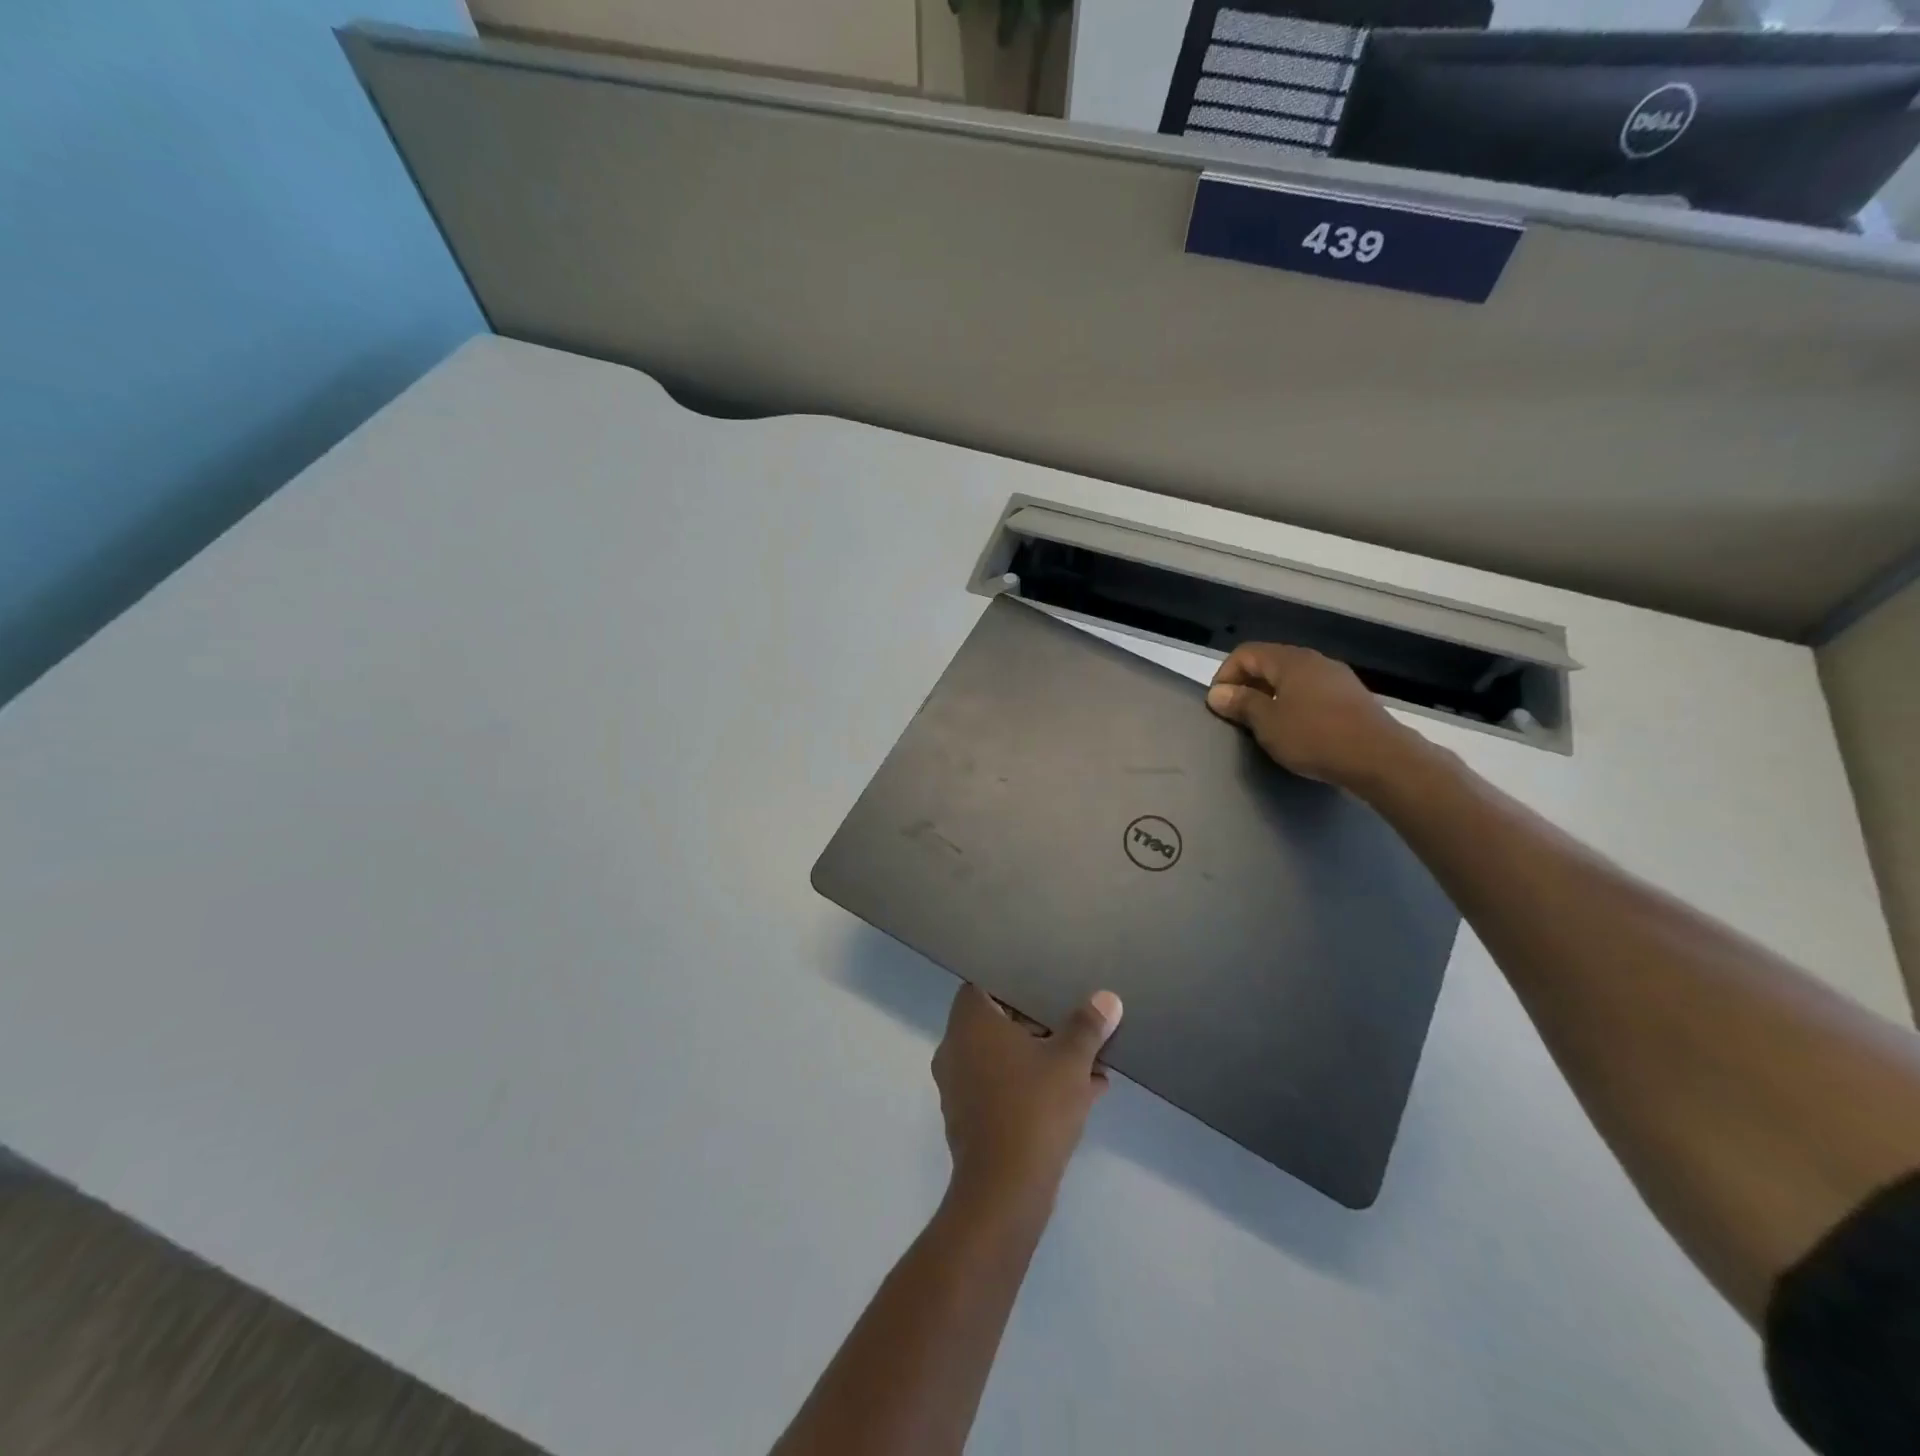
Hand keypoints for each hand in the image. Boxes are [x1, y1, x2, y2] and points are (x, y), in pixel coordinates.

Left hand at [932, 984, 1122, 1200]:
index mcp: (969, 1023)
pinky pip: (1005, 1089)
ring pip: (1006, 1059)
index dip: (1016, 985)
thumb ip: (1087, 1026)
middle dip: (1041, 1026)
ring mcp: (959, 1086)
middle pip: (999, 1024)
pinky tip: (1082, 1096)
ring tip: (1090, 1065)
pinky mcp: (971, 1120)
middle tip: (1076, 1027)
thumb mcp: (1070, 1061)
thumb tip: (1107, 998)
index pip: (985, 985)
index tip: (1047, 989)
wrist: (1004, 1191)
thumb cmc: (1033, 1108)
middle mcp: (955, 1049)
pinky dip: (1035, 1087)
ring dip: (1044, 1060)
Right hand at [1205, 642, 1420, 789]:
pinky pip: (1312, 693)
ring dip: (1271, 697)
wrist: (1380, 758)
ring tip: (1264, 726)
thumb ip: (1241, 704)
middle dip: (1247, 686)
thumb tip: (1218, 693)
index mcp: (1290, 660)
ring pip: (1292, 679)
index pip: (1245, 653)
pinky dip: (1295, 705)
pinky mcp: (1352, 698)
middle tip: (1237, 717)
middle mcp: (1314, 661)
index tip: (1219, 706)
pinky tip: (1296, 731)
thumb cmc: (1315, 736)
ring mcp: (1337, 678)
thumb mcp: (1268, 723)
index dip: (1225, 675)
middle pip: (1269, 663)